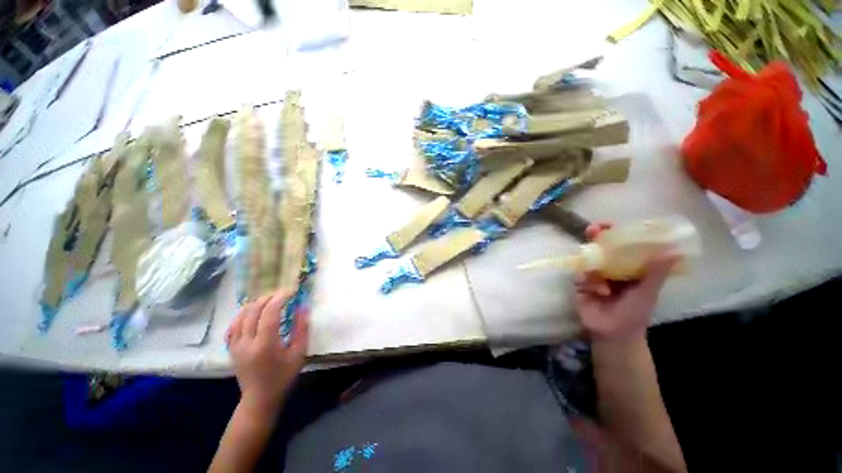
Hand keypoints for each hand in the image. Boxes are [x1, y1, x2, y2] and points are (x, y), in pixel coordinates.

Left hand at [225, 291, 308, 416]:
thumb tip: (303, 307)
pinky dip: (241, 316)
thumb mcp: (299, 353)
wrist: (260, 398)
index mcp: (265, 344)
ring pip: (241, 316)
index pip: (269, 313)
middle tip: (282, 294)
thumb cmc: (283, 376)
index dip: (280, 298)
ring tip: (268, 300)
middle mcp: (246, 342)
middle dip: (268, 298)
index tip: (291, 291)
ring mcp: (235, 346)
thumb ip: (301, 328)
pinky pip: (232, 327)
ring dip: (255, 304)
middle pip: (253, 311)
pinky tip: (249, 312)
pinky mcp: (231, 349)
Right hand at [574, 224, 677, 341]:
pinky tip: (598, 291)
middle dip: (596, 237)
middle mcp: (610, 267)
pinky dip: (588, 281)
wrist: (614, 333)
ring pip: (589, 259)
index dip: (616, 232)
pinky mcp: (580, 283)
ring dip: (592, 263)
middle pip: (601, 246)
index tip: (611, 223)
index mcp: (628, 266)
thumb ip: (657, 272)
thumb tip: (674, 251)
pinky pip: (580, 275)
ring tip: (599, 276)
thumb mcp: (648, 291)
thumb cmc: (635, 312)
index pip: (621, 243)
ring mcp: (593, 274)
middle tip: (593, 230)